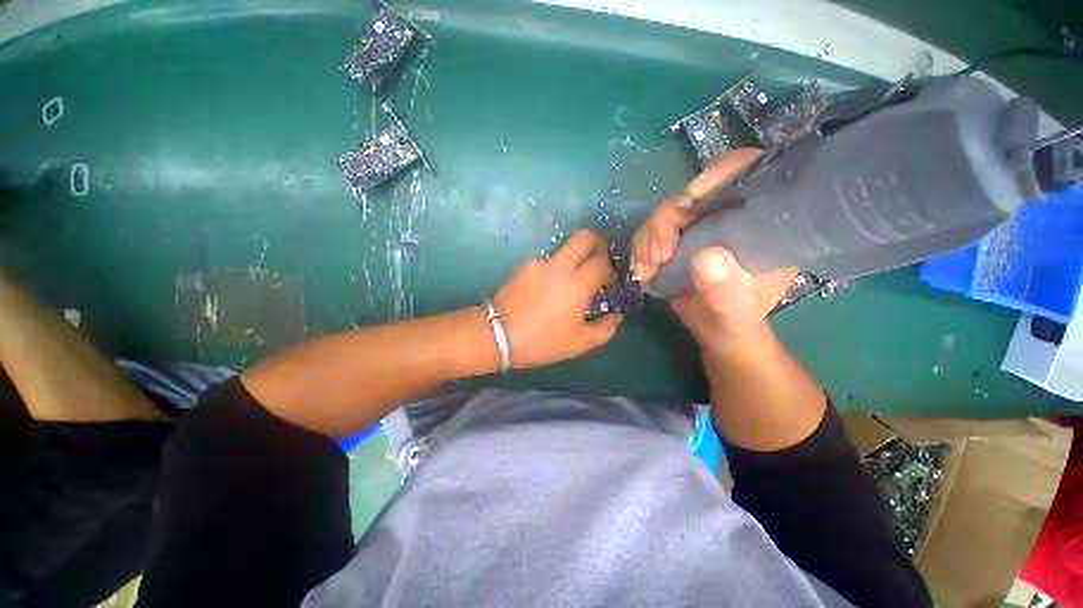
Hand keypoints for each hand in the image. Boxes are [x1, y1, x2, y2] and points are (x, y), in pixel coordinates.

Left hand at [493, 229, 621, 368]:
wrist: (497, 335)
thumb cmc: (542, 342)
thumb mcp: (579, 343)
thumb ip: (605, 328)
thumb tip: (616, 315)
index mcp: (577, 285)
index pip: (602, 262)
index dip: (610, 269)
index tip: (609, 281)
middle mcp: (559, 266)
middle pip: (584, 237)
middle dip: (598, 243)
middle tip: (599, 260)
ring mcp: (539, 262)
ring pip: (565, 248)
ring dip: (574, 259)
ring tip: (569, 283)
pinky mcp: (525, 265)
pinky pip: (548, 261)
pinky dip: (556, 269)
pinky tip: (548, 289)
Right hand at [630, 149, 797, 349]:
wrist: (713, 325)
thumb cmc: (734, 317)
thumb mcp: (735, 308)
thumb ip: (724, 288)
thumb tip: (705, 257)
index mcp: (758, 220)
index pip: (748, 173)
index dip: (722, 172)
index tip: (693, 197)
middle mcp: (727, 213)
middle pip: (693, 193)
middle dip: (666, 221)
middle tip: (657, 257)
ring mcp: (697, 223)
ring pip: (665, 212)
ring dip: (648, 239)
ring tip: (646, 271)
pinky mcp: (674, 235)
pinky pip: (650, 231)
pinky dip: (640, 249)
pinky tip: (641, 272)